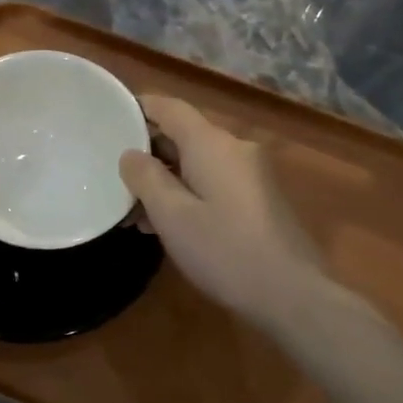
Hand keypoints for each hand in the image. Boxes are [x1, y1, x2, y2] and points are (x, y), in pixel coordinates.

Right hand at [120, 95, 333, 329]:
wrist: (291, 294)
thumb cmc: (224, 250)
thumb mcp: (172, 216)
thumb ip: (146, 178)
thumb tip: (131, 154)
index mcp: (211, 144)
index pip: (170, 107)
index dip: (139, 108)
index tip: (110, 118)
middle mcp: (235, 149)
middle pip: (184, 135)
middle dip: (148, 153)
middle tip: (115, 177)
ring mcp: (252, 174)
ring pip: (198, 162)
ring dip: (166, 179)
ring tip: (134, 212)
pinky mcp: (260, 199)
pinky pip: (214, 181)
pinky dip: (188, 192)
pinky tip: (169, 224)